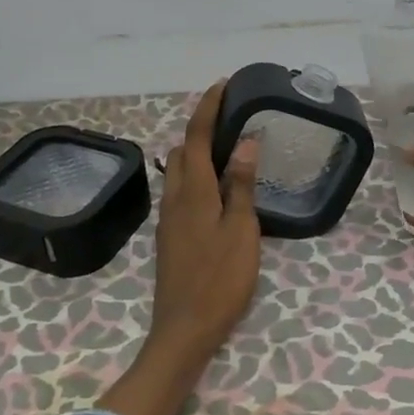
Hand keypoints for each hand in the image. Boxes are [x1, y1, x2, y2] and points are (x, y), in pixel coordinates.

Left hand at [145, 80, 262, 364]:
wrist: (184, 329)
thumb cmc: (219, 279)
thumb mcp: (241, 231)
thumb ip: (241, 185)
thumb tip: (245, 142)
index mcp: (193, 191)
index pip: (197, 136)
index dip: (208, 108)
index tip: (222, 85)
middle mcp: (174, 198)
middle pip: (181, 151)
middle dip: (200, 129)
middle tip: (231, 123)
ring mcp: (168, 219)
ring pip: (177, 173)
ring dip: (196, 154)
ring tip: (229, 154)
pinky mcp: (170, 237)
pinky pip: (180, 193)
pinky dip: (196, 178)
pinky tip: (219, 192)